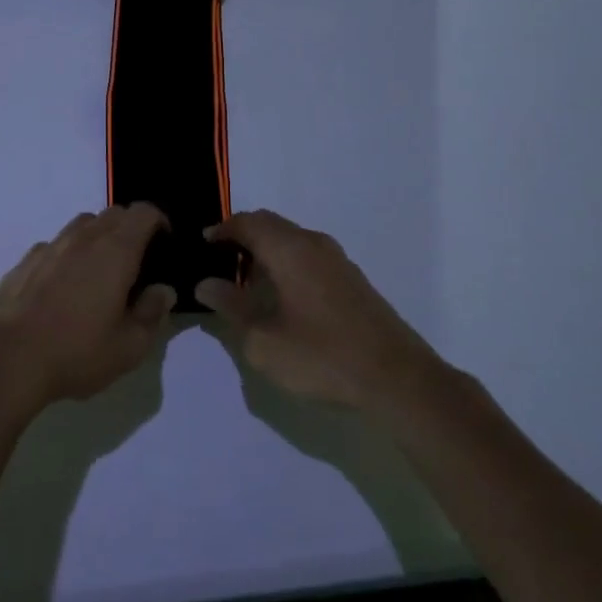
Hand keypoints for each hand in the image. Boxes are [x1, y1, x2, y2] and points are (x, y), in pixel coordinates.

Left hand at [0, 204, 175, 408]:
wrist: (6, 358)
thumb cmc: (75, 352)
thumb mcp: (129, 347)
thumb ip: (152, 314)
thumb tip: (162, 290)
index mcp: (115, 251)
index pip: (143, 213)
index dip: (159, 221)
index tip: (164, 244)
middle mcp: (83, 238)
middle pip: (113, 213)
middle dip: (131, 229)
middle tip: (137, 263)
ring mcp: (50, 246)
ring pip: (82, 225)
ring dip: (98, 238)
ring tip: (100, 274)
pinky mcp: (24, 261)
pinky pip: (55, 245)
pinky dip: (68, 255)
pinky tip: (63, 288)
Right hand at [194, 209, 437, 409]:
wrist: (397, 379)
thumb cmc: (322, 356)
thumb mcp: (263, 340)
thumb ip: (231, 307)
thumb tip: (206, 284)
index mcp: (289, 249)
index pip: (247, 222)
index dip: (222, 230)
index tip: (203, 244)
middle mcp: (313, 243)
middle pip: (270, 224)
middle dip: (242, 236)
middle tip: (220, 260)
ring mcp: (337, 260)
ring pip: (291, 239)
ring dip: (266, 250)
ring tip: (247, 281)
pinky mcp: (352, 279)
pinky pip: (308, 255)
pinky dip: (287, 262)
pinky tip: (282, 295)